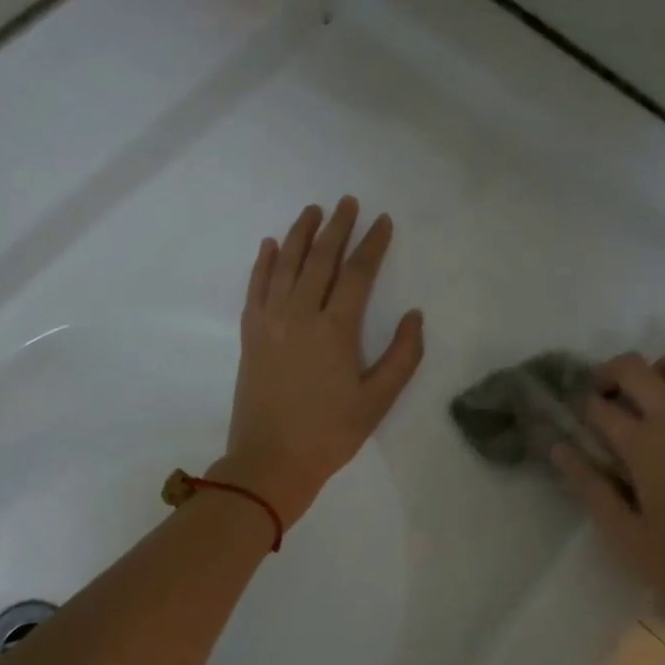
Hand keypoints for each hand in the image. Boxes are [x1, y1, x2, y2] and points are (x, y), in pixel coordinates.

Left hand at [221, 198, 424, 526]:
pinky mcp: (251, 334)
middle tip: (347, 202)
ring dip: (300, 234)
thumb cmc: (330, 434)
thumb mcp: (378, 401)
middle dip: (337, 227)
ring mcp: (270, 322)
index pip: (357, 274)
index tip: (382, 222)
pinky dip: (264, 263)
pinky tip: (271, 245)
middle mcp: (300, 315)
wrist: (270, 462)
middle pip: (320, 259)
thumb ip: (402, 356)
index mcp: (336, 329)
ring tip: (313, 210)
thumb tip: (414, 316)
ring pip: (286, 265)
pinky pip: (256, 287)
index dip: (372, 245)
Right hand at [554, 349, 664, 630]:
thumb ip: (590, 487)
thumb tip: (559, 448)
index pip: (600, 408)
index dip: (584, 407)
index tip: (581, 417)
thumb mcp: (626, 535)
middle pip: (636, 368)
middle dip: (612, 373)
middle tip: (609, 393)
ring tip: (664, 389)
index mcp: (643, 445)